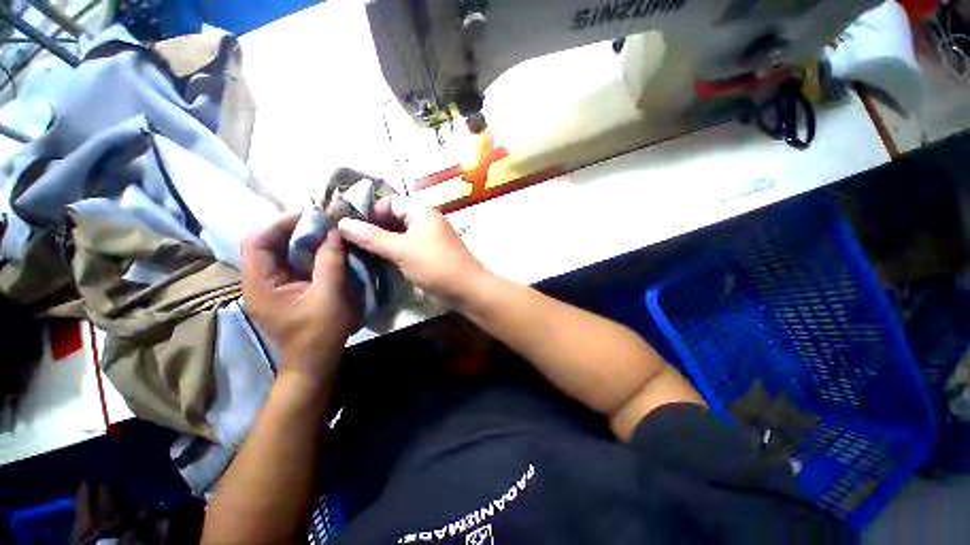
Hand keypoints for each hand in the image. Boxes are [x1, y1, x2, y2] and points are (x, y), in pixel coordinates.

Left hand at [242, 212, 360, 379]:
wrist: (315, 360)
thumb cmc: (320, 331)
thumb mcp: (330, 294)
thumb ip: (331, 261)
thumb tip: (334, 232)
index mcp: (260, 284)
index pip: (257, 241)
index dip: (281, 223)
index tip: (310, 214)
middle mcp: (257, 282)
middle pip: (265, 244)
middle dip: (291, 229)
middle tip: (319, 221)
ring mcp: (269, 288)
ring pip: (278, 253)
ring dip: (299, 240)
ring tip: (323, 231)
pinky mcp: (282, 292)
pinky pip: (289, 264)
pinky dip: (304, 253)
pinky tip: (322, 250)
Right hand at [338, 196, 486, 302]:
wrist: (467, 288)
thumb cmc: (435, 265)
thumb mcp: (401, 250)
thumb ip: (372, 237)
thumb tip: (343, 222)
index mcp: (421, 212)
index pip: (390, 202)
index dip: (370, 211)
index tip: (351, 226)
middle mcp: (427, 221)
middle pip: (395, 218)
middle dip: (374, 227)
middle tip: (352, 241)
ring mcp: (431, 237)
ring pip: (401, 233)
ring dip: (384, 241)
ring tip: (362, 252)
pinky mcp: (432, 252)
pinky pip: (409, 246)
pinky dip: (395, 250)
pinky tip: (382, 261)